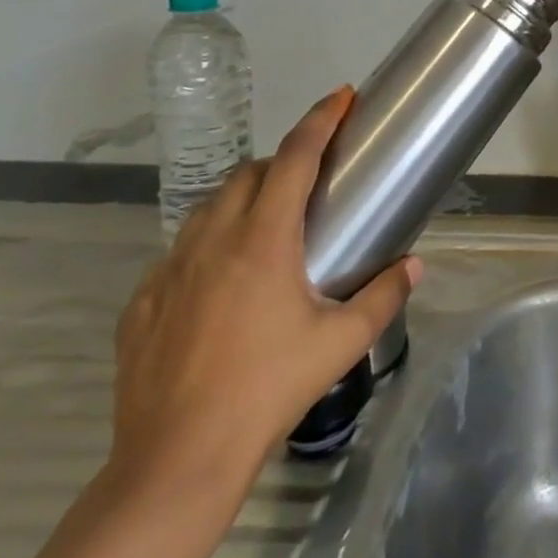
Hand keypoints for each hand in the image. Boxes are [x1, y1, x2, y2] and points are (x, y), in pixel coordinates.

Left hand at [108, 88, 417, 496]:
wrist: (176, 460)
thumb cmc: (268, 390)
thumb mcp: (341, 342)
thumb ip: (384, 295)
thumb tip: (415, 265)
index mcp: (263, 241)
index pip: (294, 158)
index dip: (319, 120)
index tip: (341, 97)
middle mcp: (212, 241)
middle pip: (248, 173)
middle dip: (282, 161)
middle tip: (312, 181)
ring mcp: (169, 271)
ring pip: (209, 208)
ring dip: (244, 198)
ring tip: (270, 226)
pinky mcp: (142, 302)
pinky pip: (181, 251)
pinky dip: (210, 243)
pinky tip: (224, 282)